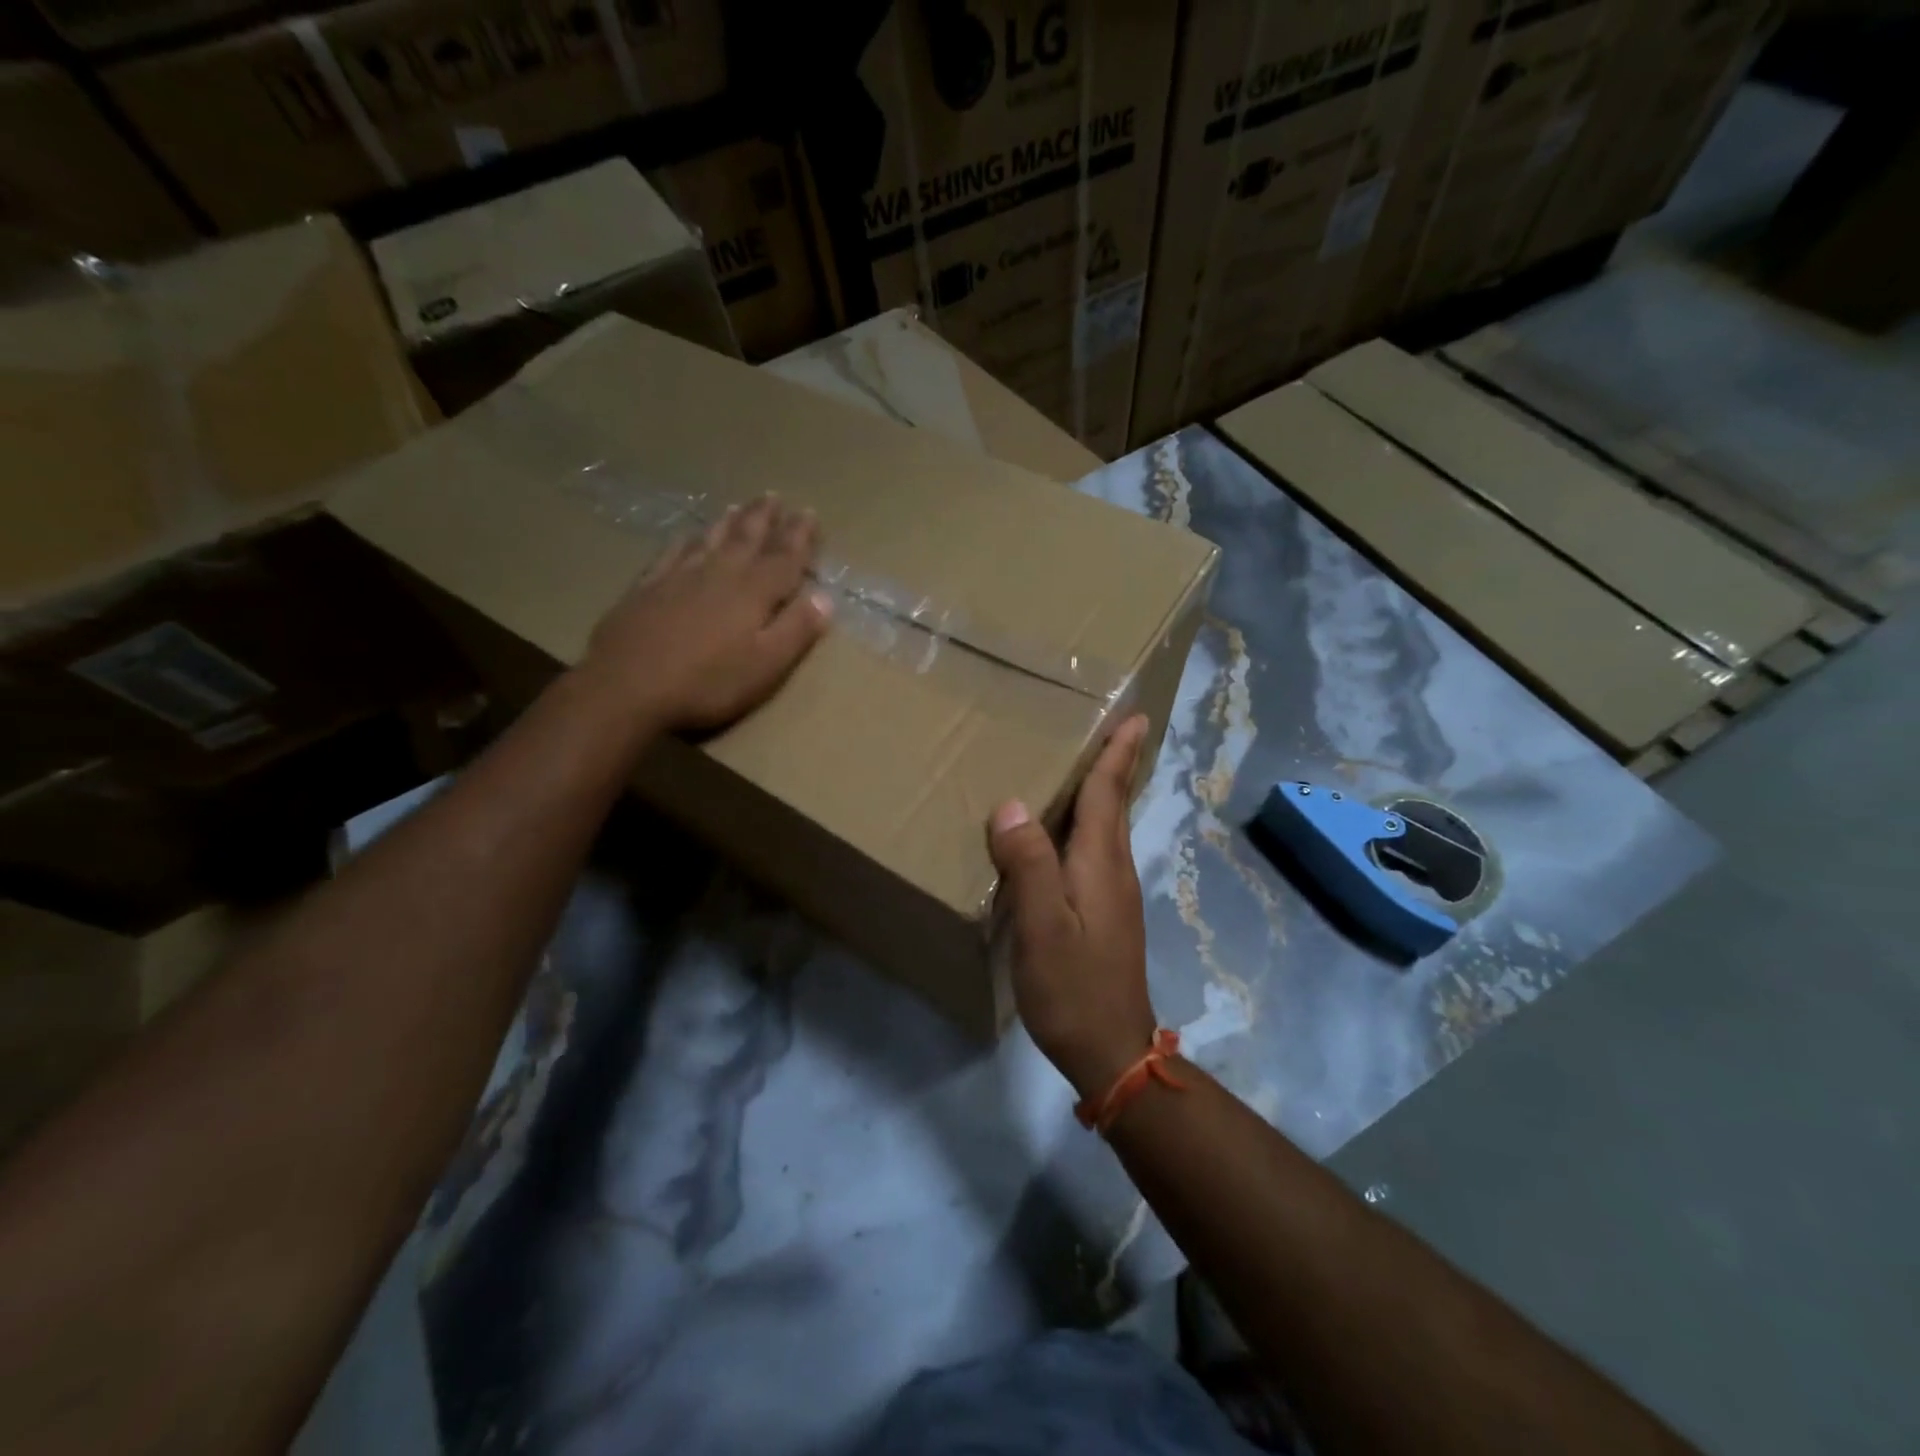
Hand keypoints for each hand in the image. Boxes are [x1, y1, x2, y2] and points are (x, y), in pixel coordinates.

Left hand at [582, 495, 831, 732]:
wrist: (626, 687)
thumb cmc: (706, 683)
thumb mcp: (766, 665)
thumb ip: (797, 629)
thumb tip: (825, 597)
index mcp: (753, 592)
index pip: (784, 557)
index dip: (800, 536)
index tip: (809, 513)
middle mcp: (719, 574)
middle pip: (746, 538)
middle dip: (764, 518)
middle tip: (774, 496)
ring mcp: (678, 577)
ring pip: (710, 539)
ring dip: (728, 522)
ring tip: (738, 506)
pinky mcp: (646, 588)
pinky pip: (671, 552)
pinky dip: (685, 540)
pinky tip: (687, 535)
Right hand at [988, 714, 1156, 1098]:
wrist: (1111, 1051)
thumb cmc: (1073, 987)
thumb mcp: (1041, 926)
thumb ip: (1028, 865)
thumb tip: (1012, 806)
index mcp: (1100, 863)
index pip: (1108, 794)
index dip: (1118, 754)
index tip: (1137, 717)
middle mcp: (1114, 870)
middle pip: (1115, 806)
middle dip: (1117, 765)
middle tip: (1113, 730)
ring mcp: (1115, 895)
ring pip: (1109, 830)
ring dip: (1104, 794)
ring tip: (1086, 770)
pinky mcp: (1107, 916)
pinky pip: (1099, 853)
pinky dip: (1089, 828)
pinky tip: (1068, 837)